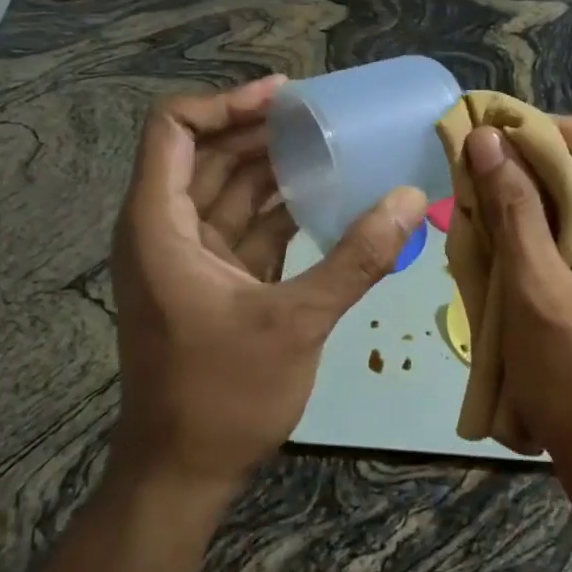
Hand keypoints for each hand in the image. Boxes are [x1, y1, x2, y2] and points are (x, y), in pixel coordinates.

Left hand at [109, 76, 427, 495]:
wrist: (183, 473)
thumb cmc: (222, 395)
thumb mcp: (295, 322)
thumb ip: (356, 258)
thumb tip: (413, 198)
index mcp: (159, 224)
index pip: (175, 129)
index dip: (225, 102)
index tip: (285, 98)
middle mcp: (166, 229)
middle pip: (208, 154)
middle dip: (261, 130)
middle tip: (325, 115)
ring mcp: (189, 256)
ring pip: (229, 189)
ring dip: (274, 166)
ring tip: (333, 144)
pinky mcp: (214, 281)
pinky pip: (246, 226)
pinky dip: (280, 209)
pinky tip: (326, 197)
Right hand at [465, 116, 571, 507]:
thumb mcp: (539, 293)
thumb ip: (514, 210)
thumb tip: (484, 140)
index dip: (558, 129)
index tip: (499, 143)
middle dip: (545, 162)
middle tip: (485, 172)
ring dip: (547, 196)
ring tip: (492, 203)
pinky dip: (559, 226)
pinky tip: (517, 240)